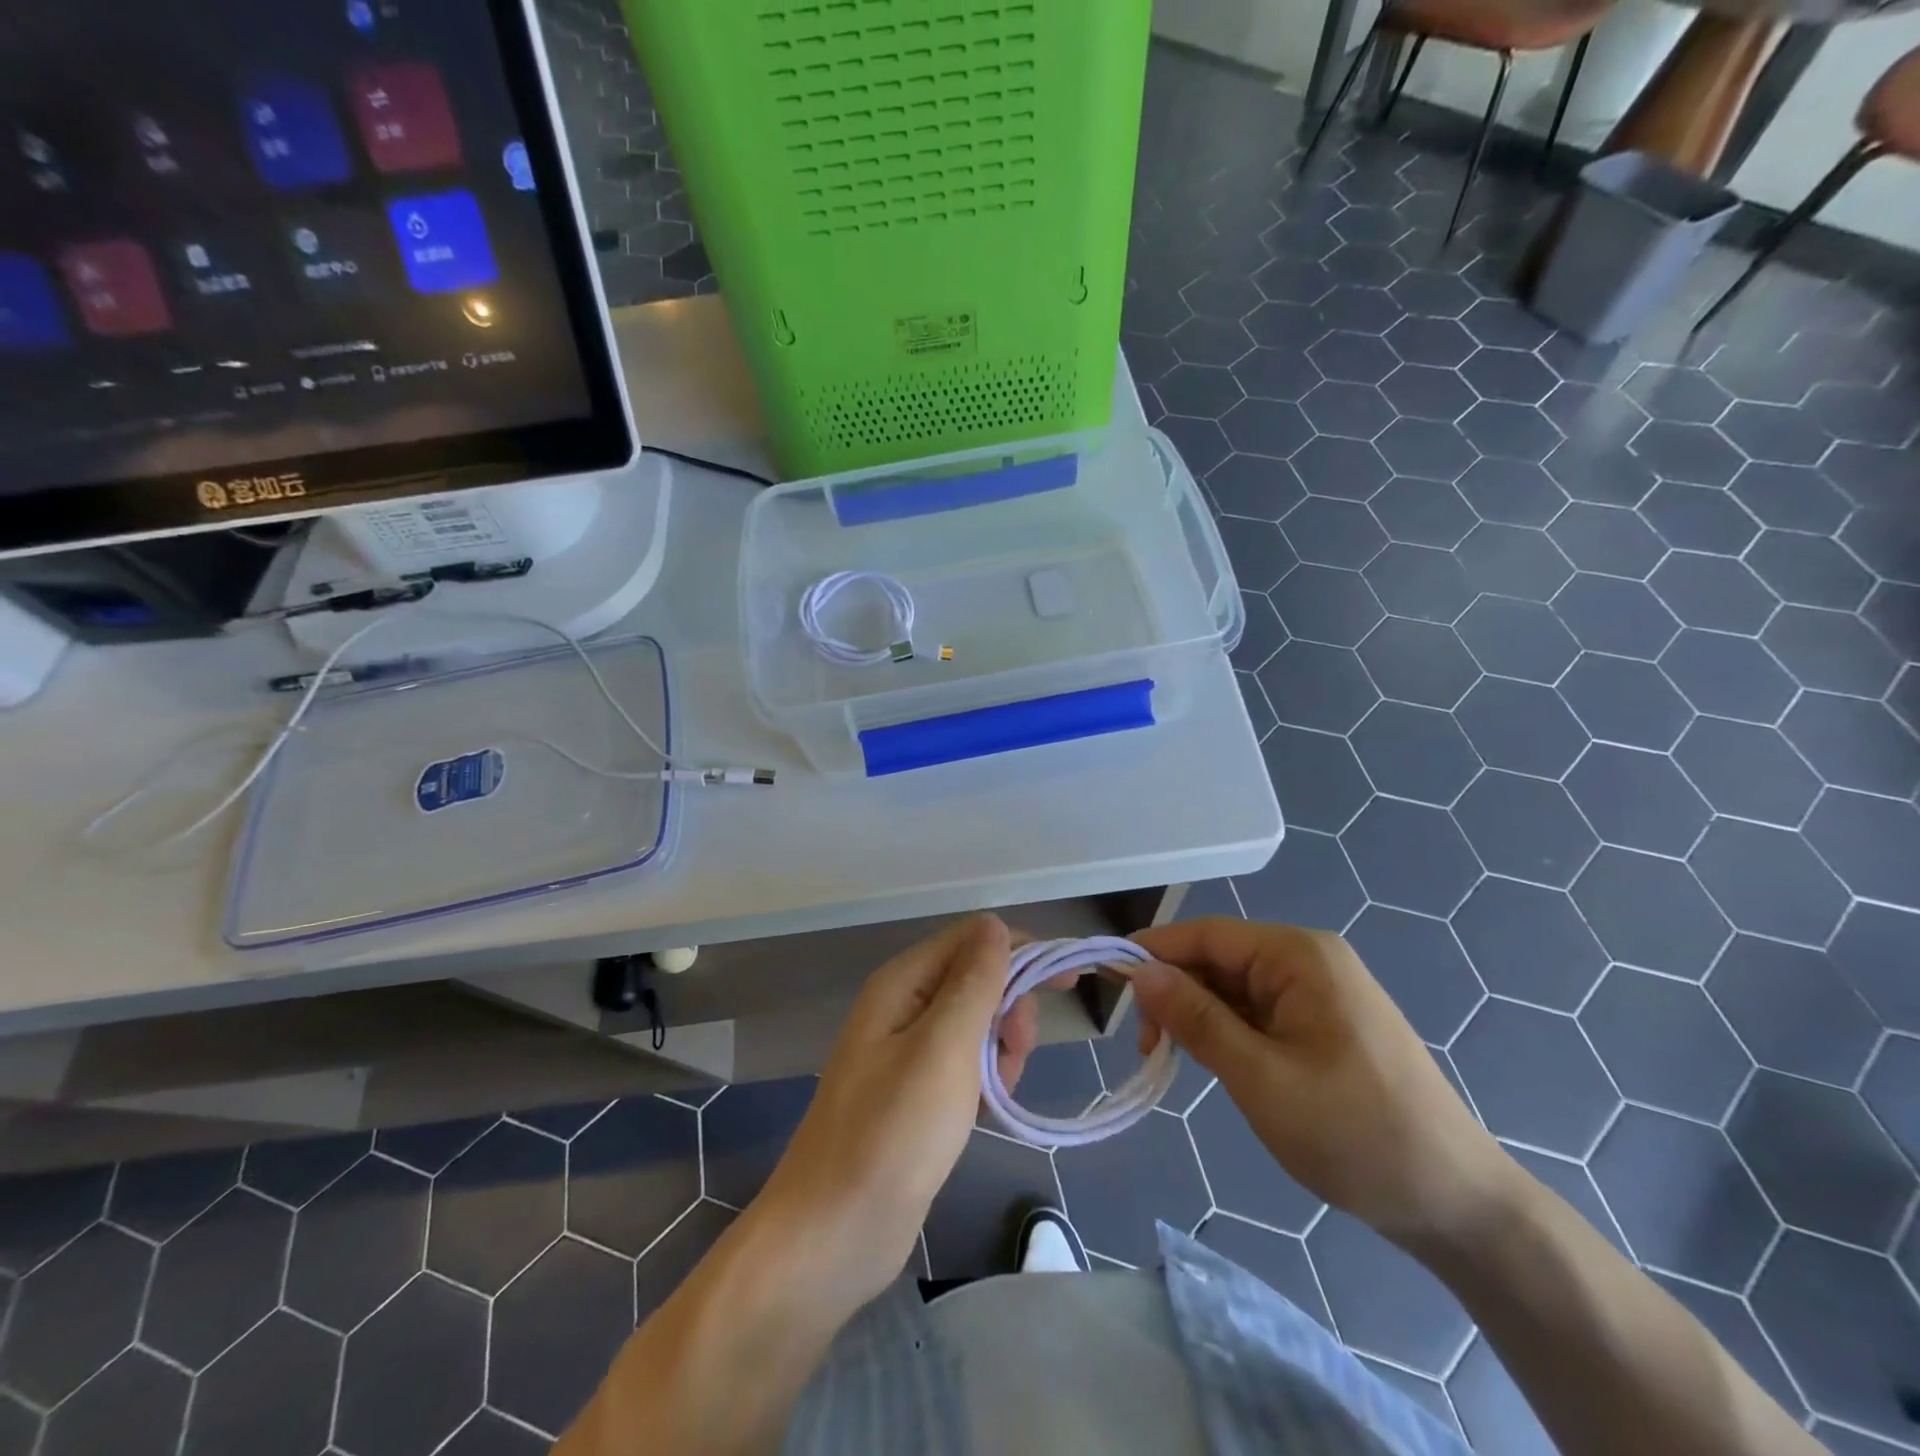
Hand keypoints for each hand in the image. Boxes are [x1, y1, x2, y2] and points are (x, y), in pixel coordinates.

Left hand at [755, 914, 1014, 1309]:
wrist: (835, 1235)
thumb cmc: (893, 1134)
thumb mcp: (944, 1048)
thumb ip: (974, 982)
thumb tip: (995, 924)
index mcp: (902, 984)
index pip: (972, 940)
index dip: (1022, 951)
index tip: (1069, 980)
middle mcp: (902, 1007)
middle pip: (977, 980)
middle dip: (1010, 1009)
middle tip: (1017, 1052)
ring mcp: (906, 1053)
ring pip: (976, 1026)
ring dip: (1001, 1050)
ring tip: (997, 1093)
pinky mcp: (915, 1095)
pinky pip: (965, 1066)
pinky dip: (985, 1081)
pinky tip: (987, 1112)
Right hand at [1131, 918, 1515, 1252]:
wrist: (1459, 1204)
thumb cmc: (1356, 1133)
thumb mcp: (1261, 1078)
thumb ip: (1196, 1019)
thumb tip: (1139, 972)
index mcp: (1298, 955)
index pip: (1206, 935)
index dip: (1153, 952)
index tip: (1106, 980)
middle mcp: (1308, 960)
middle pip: (1218, 959)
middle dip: (1175, 993)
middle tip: (1146, 1046)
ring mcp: (1318, 992)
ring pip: (1233, 988)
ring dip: (1198, 1017)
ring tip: (1172, 1059)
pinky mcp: (1322, 1023)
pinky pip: (1257, 1012)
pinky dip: (1226, 1032)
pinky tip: (1213, 1062)